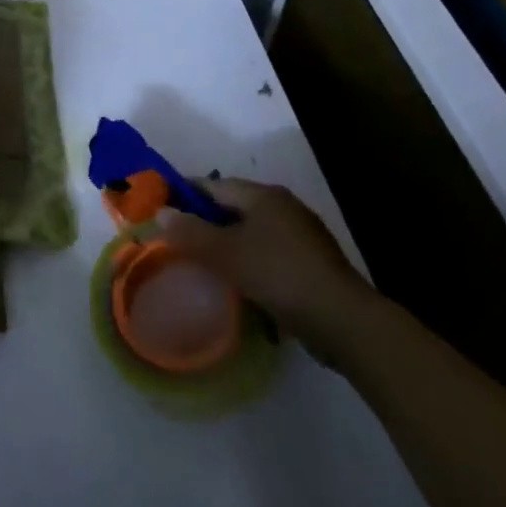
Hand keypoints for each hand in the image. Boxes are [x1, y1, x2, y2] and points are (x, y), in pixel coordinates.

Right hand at [160, 179, 379, 359]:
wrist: (344, 321)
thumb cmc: (279, 275)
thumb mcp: (226, 254)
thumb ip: (190, 232)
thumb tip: (161, 212)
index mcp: (263, 196)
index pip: (213, 185)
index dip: (185, 195)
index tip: (161, 209)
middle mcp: (283, 207)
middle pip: (233, 207)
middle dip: (205, 221)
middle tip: (177, 239)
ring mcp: (301, 235)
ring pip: (251, 231)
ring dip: (227, 243)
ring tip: (202, 262)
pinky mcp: (310, 263)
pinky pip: (267, 252)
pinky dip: (248, 260)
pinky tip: (237, 281)